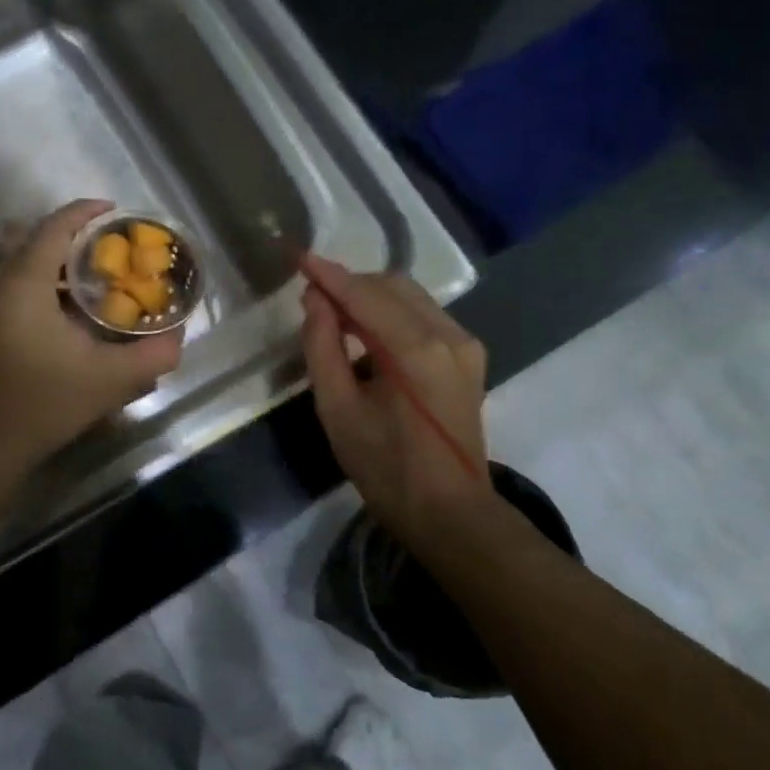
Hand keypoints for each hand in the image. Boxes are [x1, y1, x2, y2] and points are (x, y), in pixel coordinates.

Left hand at [0, 199, 184, 470]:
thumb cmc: (44, 402)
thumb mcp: (109, 380)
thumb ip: (151, 356)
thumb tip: (178, 339)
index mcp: (25, 283)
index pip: (54, 228)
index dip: (85, 212)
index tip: (114, 211)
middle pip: (34, 241)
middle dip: (72, 236)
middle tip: (108, 247)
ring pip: (21, 267)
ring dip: (55, 264)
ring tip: (92, 278)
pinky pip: (13, 290)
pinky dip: (42, 286)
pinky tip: (66, 315)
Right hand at [299, 255, 489, 544]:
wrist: (449, 512)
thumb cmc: (385, 468)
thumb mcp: (338, 411)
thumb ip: (322, 348)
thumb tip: (316, 301)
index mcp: (416, 350)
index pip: (365, 295)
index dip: (329, 275)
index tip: (298, 257)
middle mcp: (449, 335)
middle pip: (393, 286)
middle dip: (351, 285)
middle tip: (313, 299)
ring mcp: (465, 345)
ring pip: (412, 298)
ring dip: (372, 298)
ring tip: (336, 317)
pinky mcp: (470, 358)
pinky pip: (425, 317)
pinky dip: (393, 315)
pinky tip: (370, 336)